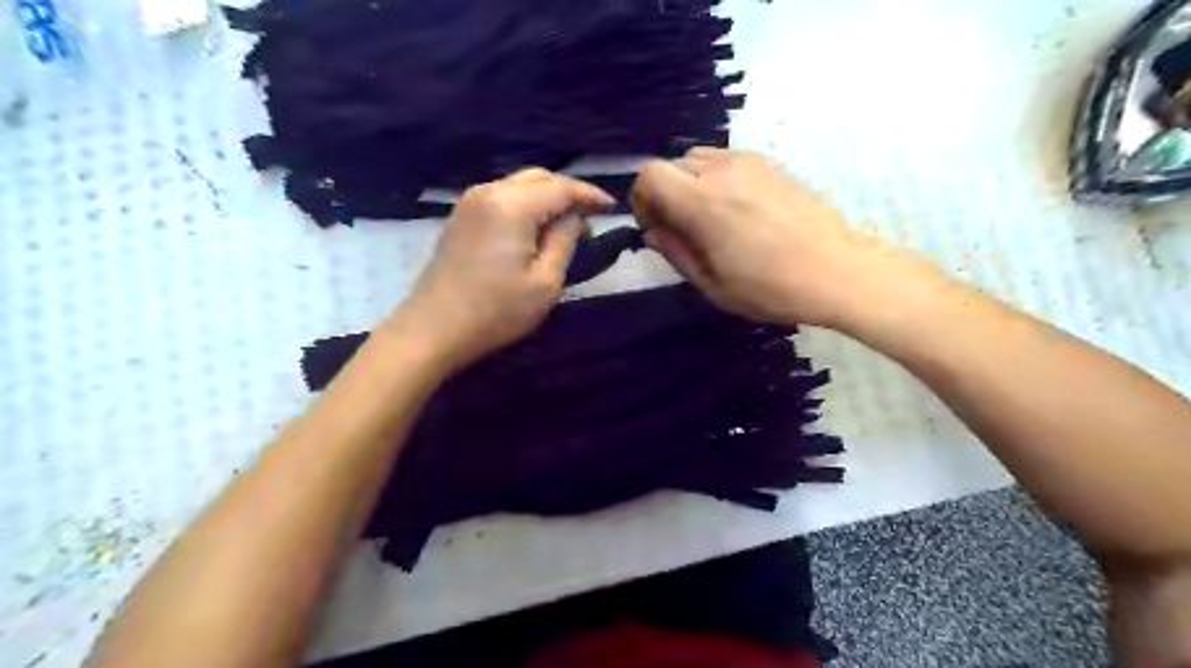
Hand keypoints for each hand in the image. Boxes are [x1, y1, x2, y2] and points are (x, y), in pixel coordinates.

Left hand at [392, 166, 612, 369]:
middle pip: (539, 177)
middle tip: (590, 217)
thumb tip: (575, 218)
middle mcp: (489, 191)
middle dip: (568, 192)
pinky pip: (501, 197)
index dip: (590, 195)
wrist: (435, 329)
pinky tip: (534, 227)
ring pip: (519, 185)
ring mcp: (470, 202)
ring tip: (566, 224)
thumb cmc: (497, 310)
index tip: (612, 208)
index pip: (561, 187)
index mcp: (513, 204)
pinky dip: (525, 204)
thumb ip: (566, 240)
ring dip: (546, 198)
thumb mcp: (546, 281)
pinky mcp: (460, 217)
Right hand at [631, 149, 929, 329]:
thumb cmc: (771, 288)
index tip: (655, 227)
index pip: (650, 174)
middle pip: (672, 165)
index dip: (642, 199)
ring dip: (690, 184)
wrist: (837, 271)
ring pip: (699, 159)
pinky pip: (727, 161)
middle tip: (681, 229)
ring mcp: (750, 163)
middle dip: (665, 194)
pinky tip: (737, 210)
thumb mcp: (713, 285)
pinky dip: (716, 179)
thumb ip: (675, 252)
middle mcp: (723, 171)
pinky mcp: (771, 164)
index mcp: (703, 202)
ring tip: (710, 219)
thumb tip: (653, 231)